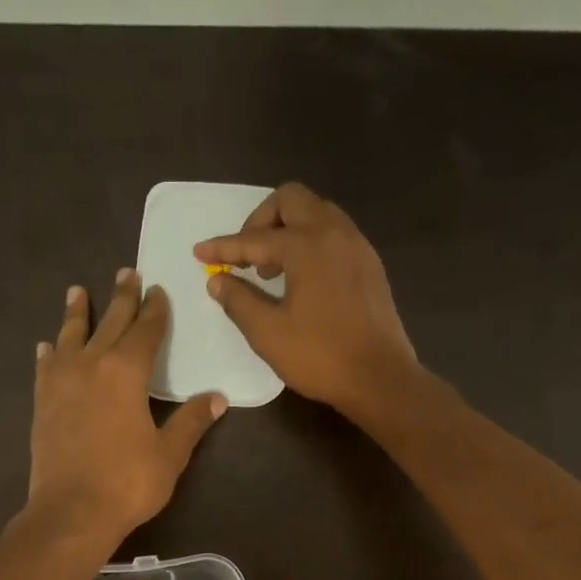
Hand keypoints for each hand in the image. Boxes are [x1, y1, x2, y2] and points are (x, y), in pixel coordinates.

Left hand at [29, 269, 225, 542]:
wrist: (71, 512)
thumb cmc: (127, 482)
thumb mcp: (169, 454)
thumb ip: (190, 421)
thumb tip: (217, 398)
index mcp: (126, 372)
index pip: (145, 331)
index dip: (154, 310)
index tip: (158, 291)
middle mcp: (91, 366)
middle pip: (109, 323)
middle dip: (121, 297)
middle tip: (126, 273)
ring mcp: (61, 383)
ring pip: (71, 336)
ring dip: (77, 313)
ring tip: (78, 291)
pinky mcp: (42, 403)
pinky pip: (46, 367)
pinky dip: (50, 353)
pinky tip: (47, 346)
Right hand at [196, 183, 418, 415]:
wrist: (380, 378)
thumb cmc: (320, 357)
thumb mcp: (268, 332)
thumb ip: (239, 300)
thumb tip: (218, 280)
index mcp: (307, 245)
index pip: (255, 239)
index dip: (223, 247)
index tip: (199, 253)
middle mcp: (335, 233)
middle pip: (291, 201)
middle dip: (260, 221)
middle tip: (246, 256)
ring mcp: (357, 246)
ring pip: (317, 213)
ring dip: (288, 229)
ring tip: (271, 269)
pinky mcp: (370, 265)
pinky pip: (334, 233)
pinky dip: (310, 242)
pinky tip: (300, 278)